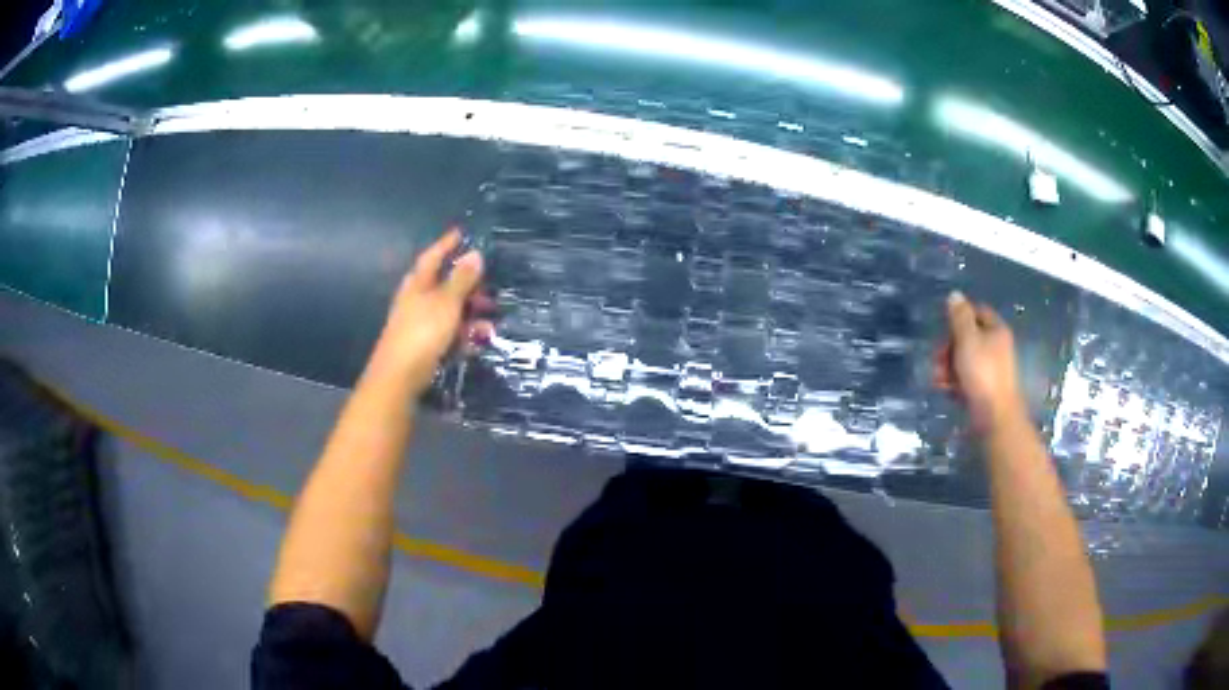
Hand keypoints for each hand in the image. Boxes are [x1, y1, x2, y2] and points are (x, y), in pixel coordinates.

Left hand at [368, 229, 493, 395]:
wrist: (398, 378)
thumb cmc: (422, 333)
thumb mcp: (446, 302)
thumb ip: (462, 279)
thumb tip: (475, 254)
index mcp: (417, 284)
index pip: (433, 256)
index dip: (447, 244)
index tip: (462, 232)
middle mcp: (416, 301)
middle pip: (444, 285)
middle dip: (468, 286)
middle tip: (490, 288)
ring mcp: (419, 324)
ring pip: (449, 312)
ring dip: (471, 314)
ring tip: (491, 322)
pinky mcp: (424, 346)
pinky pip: (448, 334)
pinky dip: (464, 335)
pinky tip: (478, 342)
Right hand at [933, 292, 1025, 432]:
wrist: (994, 417)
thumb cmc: (982, 373)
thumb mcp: (967, 339)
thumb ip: (959, 316)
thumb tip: (955, 295)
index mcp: (996, 330)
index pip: (976, 311)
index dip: (959, 318)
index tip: (945, 330)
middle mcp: (996, 346)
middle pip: (968, 337)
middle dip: (949, 347)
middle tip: (937, 359)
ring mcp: (991, 369)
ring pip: (964, 359)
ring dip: (948, 366)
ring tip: (938, 379)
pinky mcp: (984, 389)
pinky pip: (966, 378)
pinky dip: (954, 381)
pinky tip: (946, 390)